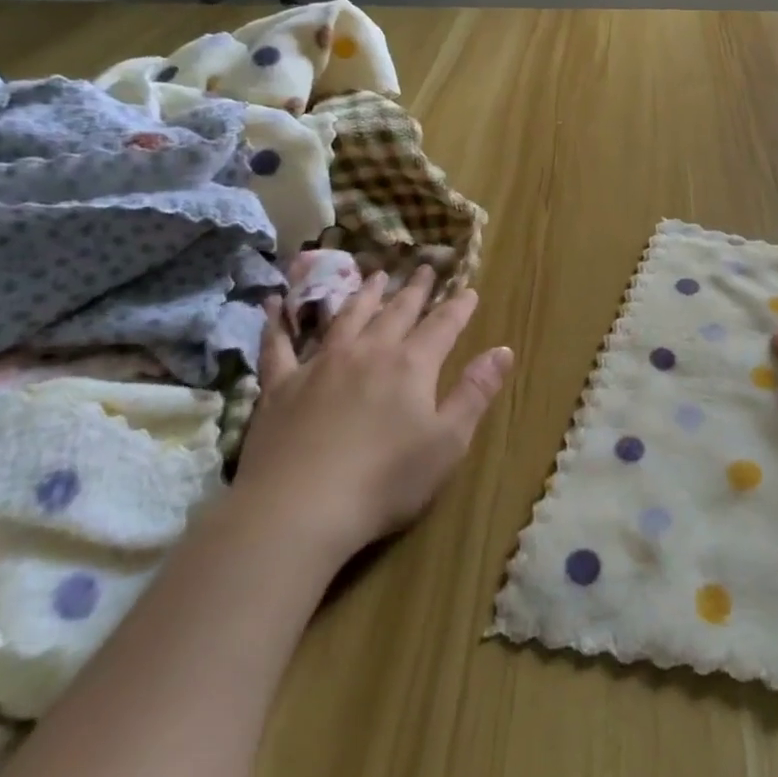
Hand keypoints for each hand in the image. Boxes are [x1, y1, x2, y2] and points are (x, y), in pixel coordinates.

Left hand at [235, 265, 512, 564]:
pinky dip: (277, 322)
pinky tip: (273, 302)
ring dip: (364, 294)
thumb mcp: (448, 442)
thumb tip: (503, 350)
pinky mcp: (280, 387)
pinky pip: (278, 345)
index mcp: (411, 365)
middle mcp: (368, 352)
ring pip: (347, 317)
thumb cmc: (385, 481)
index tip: (468, 289)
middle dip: (414, 290)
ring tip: (375, 276)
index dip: (458, 307)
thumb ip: (475, 392)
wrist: (298, 509)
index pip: (443, 326)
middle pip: (396, 312)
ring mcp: (320, 365)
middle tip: (423, 267)